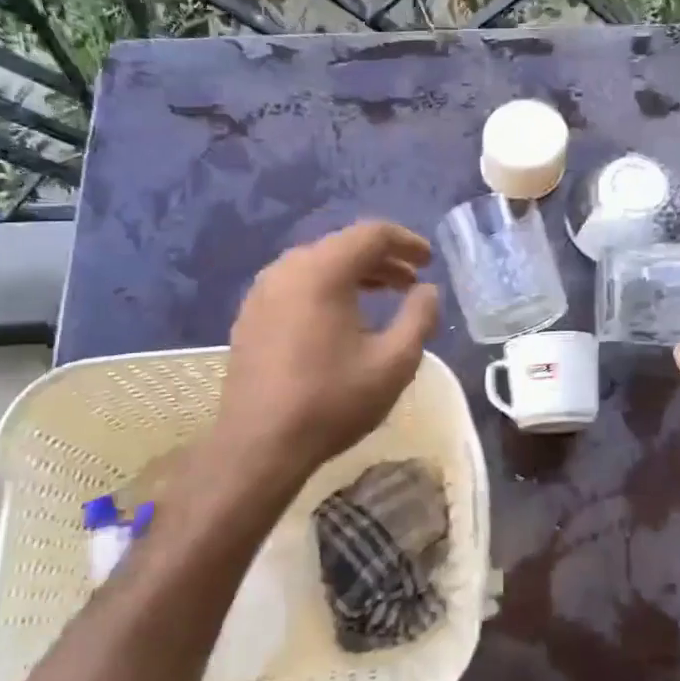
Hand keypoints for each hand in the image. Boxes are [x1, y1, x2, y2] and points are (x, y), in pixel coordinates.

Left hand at [212, 221, 439, 485]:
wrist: (260, 446)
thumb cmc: (332, 401)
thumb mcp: (394, 362)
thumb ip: (419, 317)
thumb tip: (427, 290)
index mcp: (321, 271)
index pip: (371, 234)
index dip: (406, 242)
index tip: (429, 261)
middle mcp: (286, 270)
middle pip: (342, 247)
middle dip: (382, 261)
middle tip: (411, 283)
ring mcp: (262, 293)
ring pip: (317, 266)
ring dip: (354, 276)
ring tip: (381, 299)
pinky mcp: (250, 317)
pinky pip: (296, 287)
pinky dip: (327, 291)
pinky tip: (342, 322)